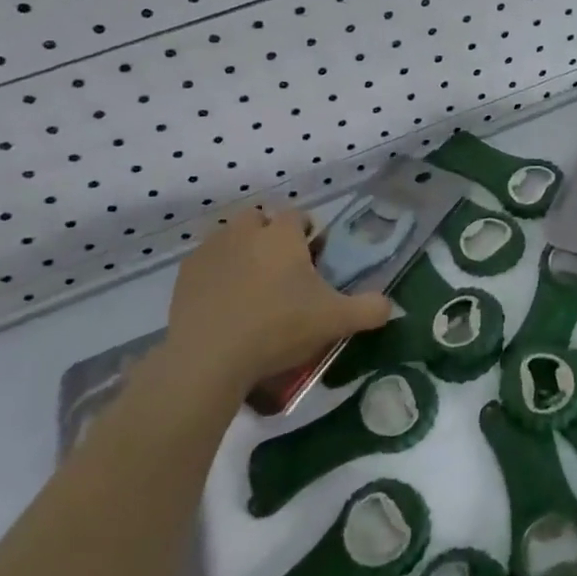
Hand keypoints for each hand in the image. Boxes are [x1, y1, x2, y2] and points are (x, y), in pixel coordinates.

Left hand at [164, 207, 391, 396]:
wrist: (210, 359)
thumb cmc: (278, 328)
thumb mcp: (336, 321)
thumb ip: (370, 309)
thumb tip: (390, 305)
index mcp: (282, 233)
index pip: (299, 216)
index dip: (308, 235)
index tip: (312, 262)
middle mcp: (246, 230)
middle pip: (260, 219)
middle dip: (270, 236)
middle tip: (281, 273)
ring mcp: (212, 249)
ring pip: (231, 236)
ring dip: (242, 251)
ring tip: (251, 287)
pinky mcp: (186, 273)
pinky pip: (207, 261)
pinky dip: (217, 273)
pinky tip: (224, 303)